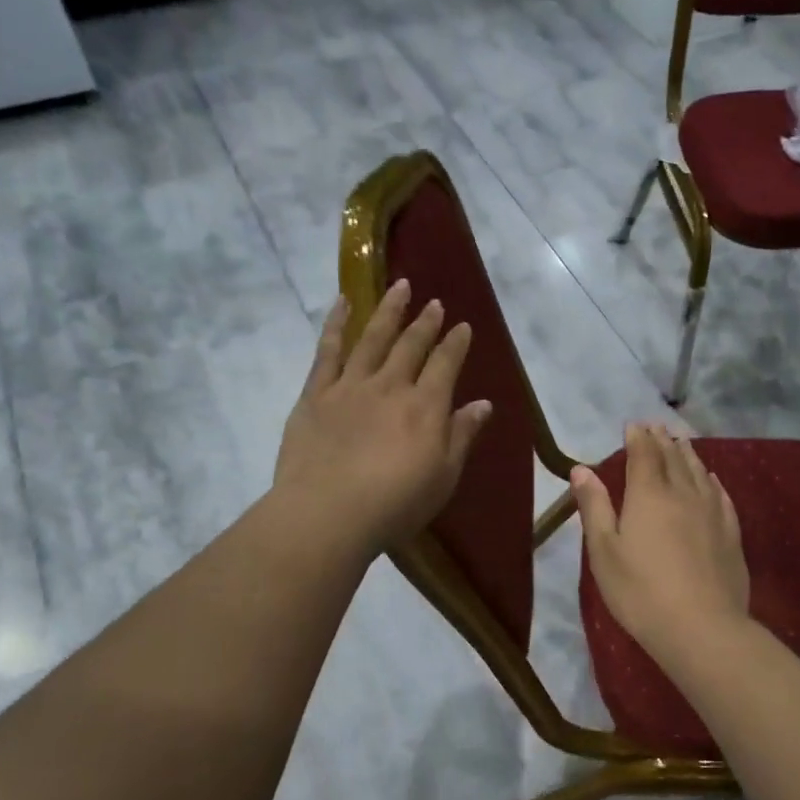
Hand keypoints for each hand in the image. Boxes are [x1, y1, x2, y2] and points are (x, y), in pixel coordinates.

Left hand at [274, 281, 493, 556]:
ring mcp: (350, 386)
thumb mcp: (443, 477)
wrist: (328, 513)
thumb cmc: (395, 504)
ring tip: (400, 286)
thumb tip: (483, 404)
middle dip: (425, 322)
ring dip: (389, 311)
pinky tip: (343, 303)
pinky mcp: (316, 394)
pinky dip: (336, 324)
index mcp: (425, 407)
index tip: (463, 326)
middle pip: (411, 345)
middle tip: (434, 303)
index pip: (446, 365)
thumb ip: (462, 436)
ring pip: (373, 338)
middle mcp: (391, 386)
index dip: (456, 343)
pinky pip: (327, 351)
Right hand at [572, 423, 749, 661]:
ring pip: (699, 472)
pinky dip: (711, 480)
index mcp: (648, 495)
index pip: (643, 454)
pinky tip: (711, 479)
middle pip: (673, 457)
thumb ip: (594, 506)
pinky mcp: (730, 533)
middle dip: (662, 439)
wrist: (701, 628)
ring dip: (687, 453)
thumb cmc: (640, 591)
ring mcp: (711, 512)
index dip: (638, 437)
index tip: (633, 425)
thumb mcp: (604, 551)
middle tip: (656, 426)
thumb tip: (581, 469)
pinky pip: (720, 495)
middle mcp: (683, 493)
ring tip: (681, 441)